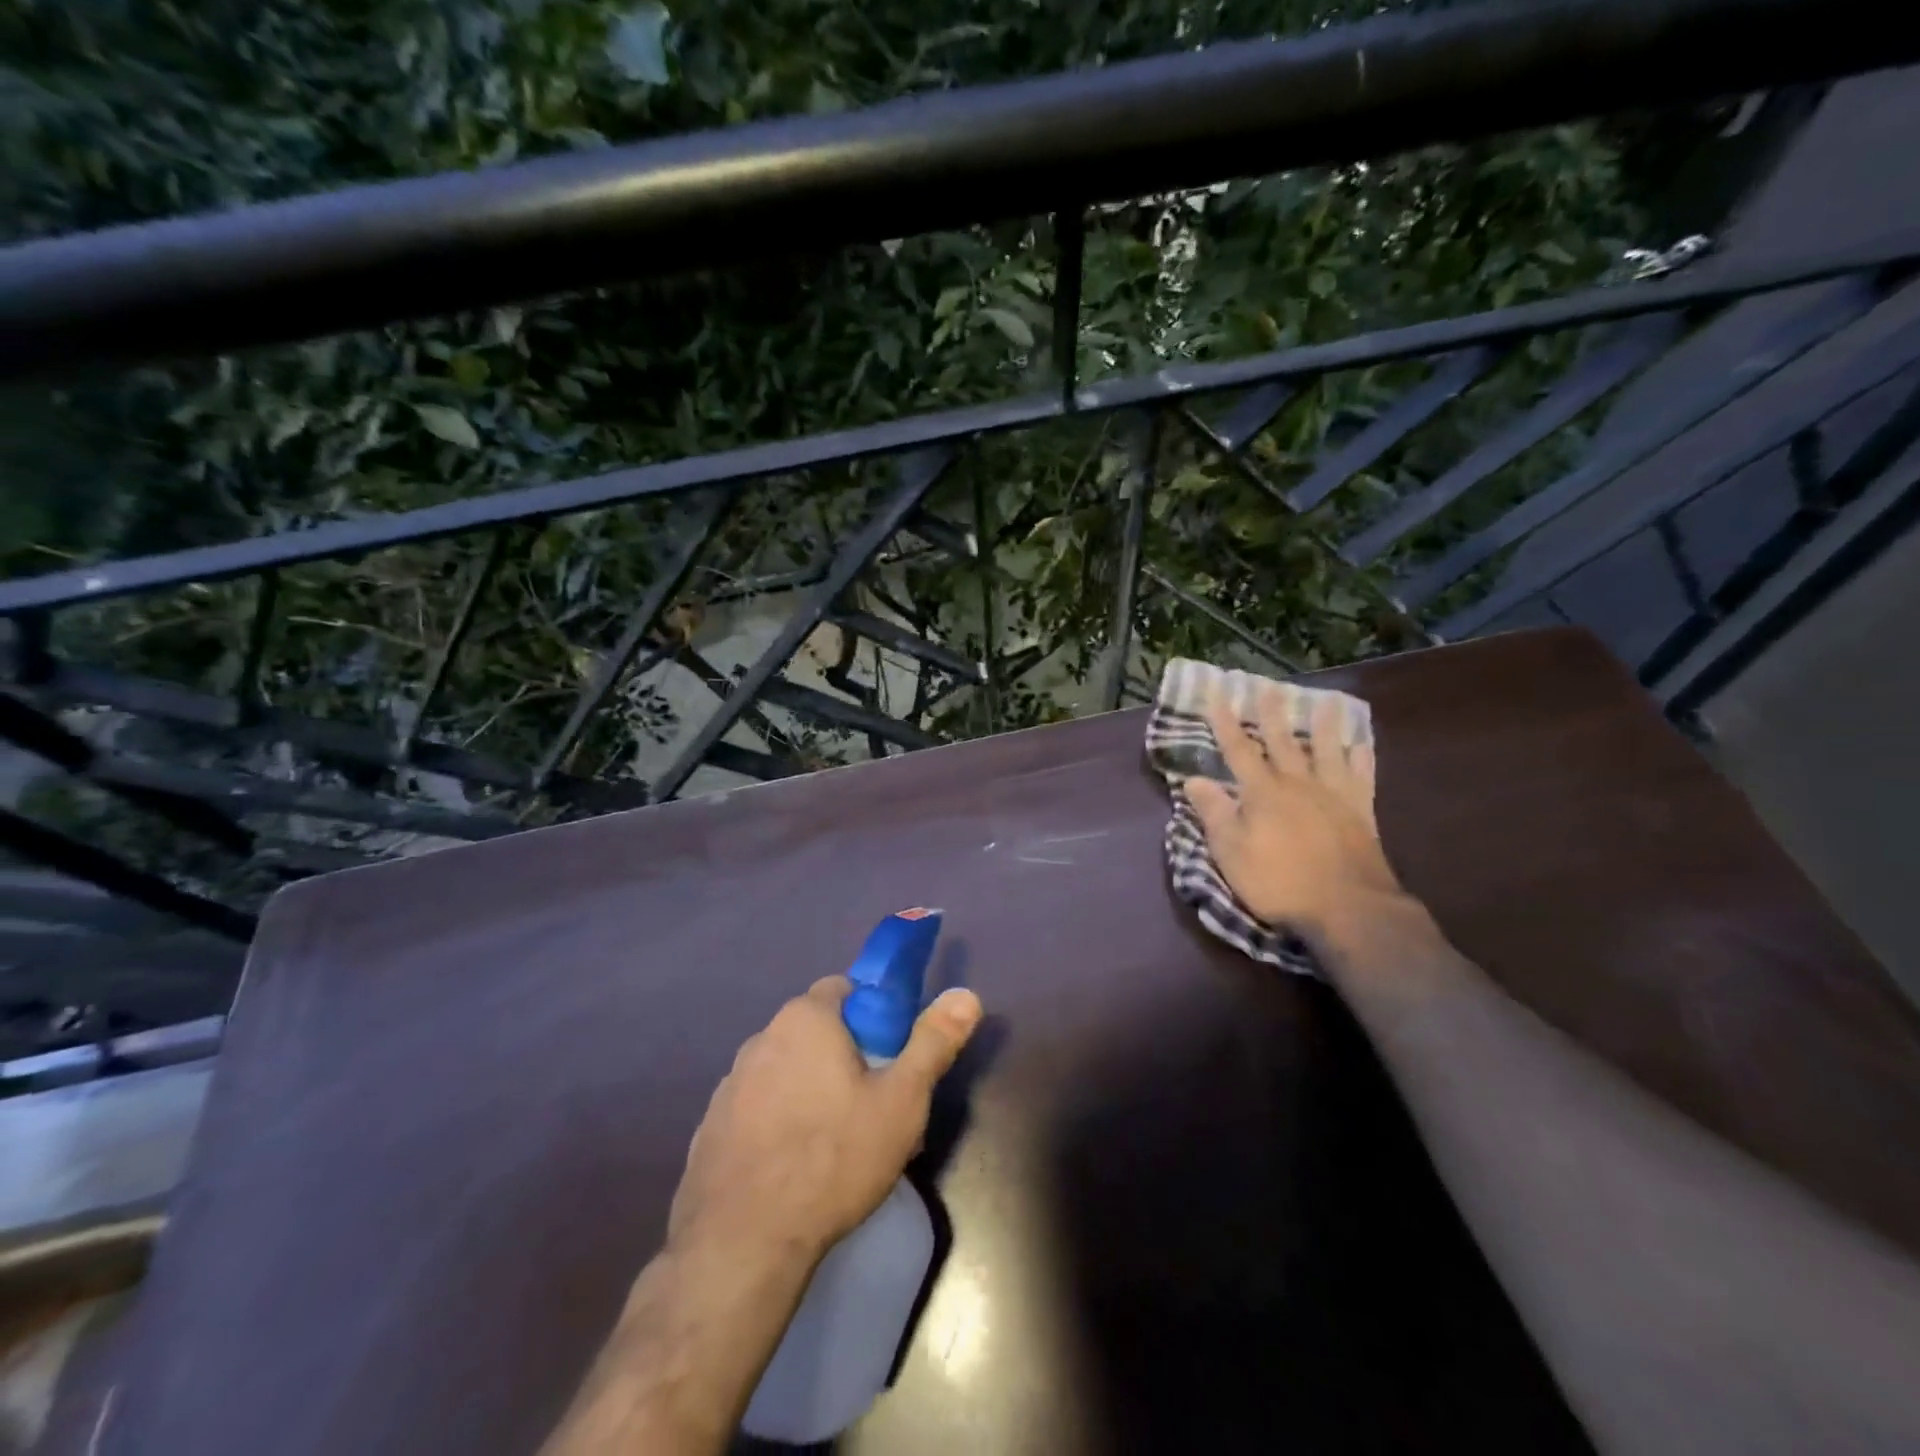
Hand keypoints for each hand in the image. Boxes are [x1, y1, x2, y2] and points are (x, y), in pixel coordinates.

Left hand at [668, 977, 983, 1272]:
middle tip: (873, 1105)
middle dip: (845, 1057)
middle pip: (816, 1032)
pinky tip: (794, 1166)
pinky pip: (758, 1108)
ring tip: (837, 1144)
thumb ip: (933, 1042)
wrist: (742, 1244)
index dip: (874, 1016)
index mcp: (805, 1019)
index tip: (890, 1058)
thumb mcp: (902, 1101)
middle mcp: (761, 1038)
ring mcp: (730, 1083)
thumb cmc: (833, 1159)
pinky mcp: (710, 1127)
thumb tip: (966, 994)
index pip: (845, 989)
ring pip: (786, 1070)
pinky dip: (778, 1122)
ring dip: (810, 1089)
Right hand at [1185, 689, 1402, 945]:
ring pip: (1328, 750)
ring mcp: (1334, 795)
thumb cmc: (1279, 882)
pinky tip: (1361, 744)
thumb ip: (1214, 812)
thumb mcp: (1231, 852)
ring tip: (1326, 700)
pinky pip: (1362, 776)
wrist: (1349, 908)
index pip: (1238, 750)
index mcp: (1262, 792)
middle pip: (1283, 741)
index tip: (1216, 695)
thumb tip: (1194, 778)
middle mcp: (1298, 784)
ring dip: (1324, 724)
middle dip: (1271, 713)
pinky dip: (1362, 757)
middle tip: (1268, 686)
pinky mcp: (1361, 812)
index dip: (1224, 723)